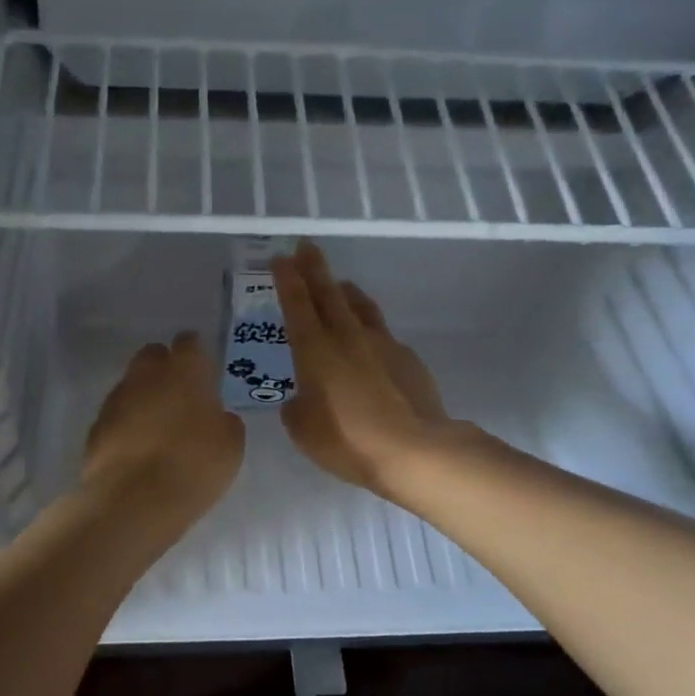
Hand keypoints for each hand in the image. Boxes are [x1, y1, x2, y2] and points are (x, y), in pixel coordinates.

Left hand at [82, 331, 244, 520]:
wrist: (134, 500)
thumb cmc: (194, 466)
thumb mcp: (230, 446)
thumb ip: (225, 422)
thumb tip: (217, 416)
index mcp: (185, 371)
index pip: (189, 343)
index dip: (196, 354)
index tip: (203, 371)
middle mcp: (146, 375)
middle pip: (153, 356)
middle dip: (164, 369)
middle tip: (180, 396)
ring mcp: (116, 400)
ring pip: (132, 385)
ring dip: (144, 398)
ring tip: (158, 428)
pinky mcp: (96, 427)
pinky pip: (116, 415)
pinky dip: (126, 425)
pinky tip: (137, 448)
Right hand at [272, 241, 454, 493]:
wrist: (413, 449)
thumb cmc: (348, 440)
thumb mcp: (304, 430)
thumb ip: (296, 407)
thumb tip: (302, 398)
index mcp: (315, 351)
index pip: (297, 304)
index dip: (287, 280)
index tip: (281, 258)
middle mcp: (347, 337)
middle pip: (328, 293)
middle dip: (314, 268)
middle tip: (305, 246)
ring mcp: (382, 344)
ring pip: (360, 306)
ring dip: (346, 291)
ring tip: (339, 283)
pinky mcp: (407, 358)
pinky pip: (383, 334)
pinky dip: (370, 328)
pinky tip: (370, 340)